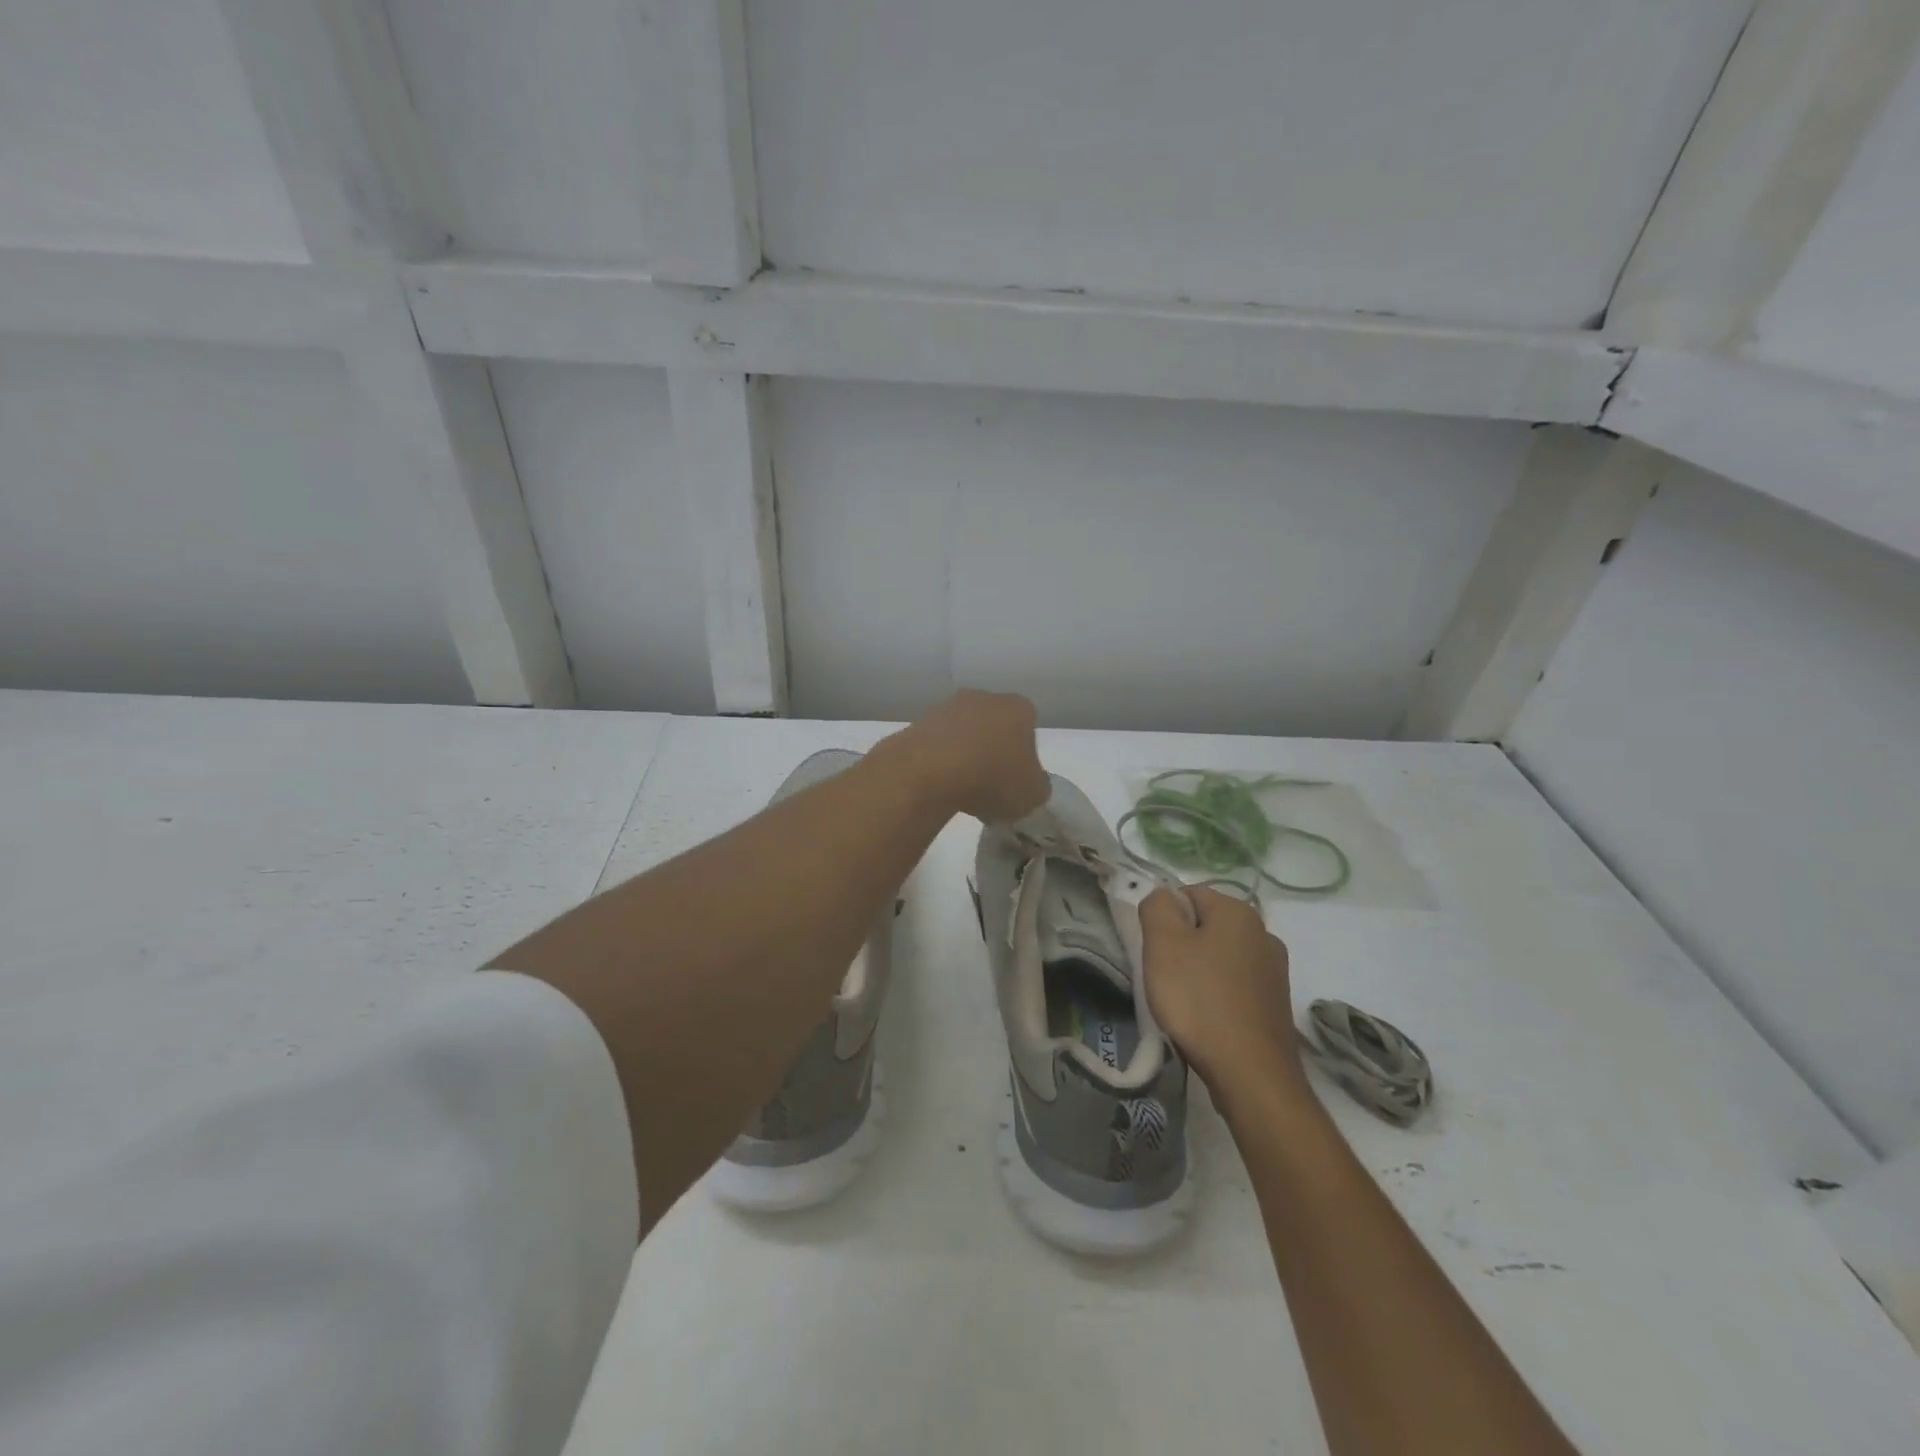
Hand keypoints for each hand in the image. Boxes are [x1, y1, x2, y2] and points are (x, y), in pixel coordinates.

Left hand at [888, 689, 1049, 823]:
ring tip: (961, 790)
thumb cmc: (993, 778)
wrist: (929, 771)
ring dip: (964, 755)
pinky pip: (937, 745)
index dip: (1024, 756)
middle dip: (992, 752)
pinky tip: (938, 785)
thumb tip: (1030, 784)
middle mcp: (983, 698)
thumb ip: (1037, 786)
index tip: (1015, 781)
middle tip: (990, 786)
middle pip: (994, 726)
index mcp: (1018, 708)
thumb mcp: (1032, 795)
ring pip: (963, 733)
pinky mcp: (918, 723)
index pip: (1028, 727)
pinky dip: (939, 762)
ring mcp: (947, 707)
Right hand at [1142, 886, 1309, 1104]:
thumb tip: (1163, 896)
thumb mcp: (1163, 944)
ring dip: (1200, 971)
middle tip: (1165, 976)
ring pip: (1221, 956)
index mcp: (1238, 911)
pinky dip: (1218, 995)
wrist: (1251, 1074)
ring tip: (1185, 1003)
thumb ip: (1157, 906)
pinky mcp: (1277, 1003)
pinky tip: (1208, 1020)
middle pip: (1207, 925)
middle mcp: (1264, 933)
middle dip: (1182, 945)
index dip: (1164, 919)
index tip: (1155, 950)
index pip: (1188, 893)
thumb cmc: (1199, 1000)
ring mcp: (1275, 970)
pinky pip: (1237, 985)